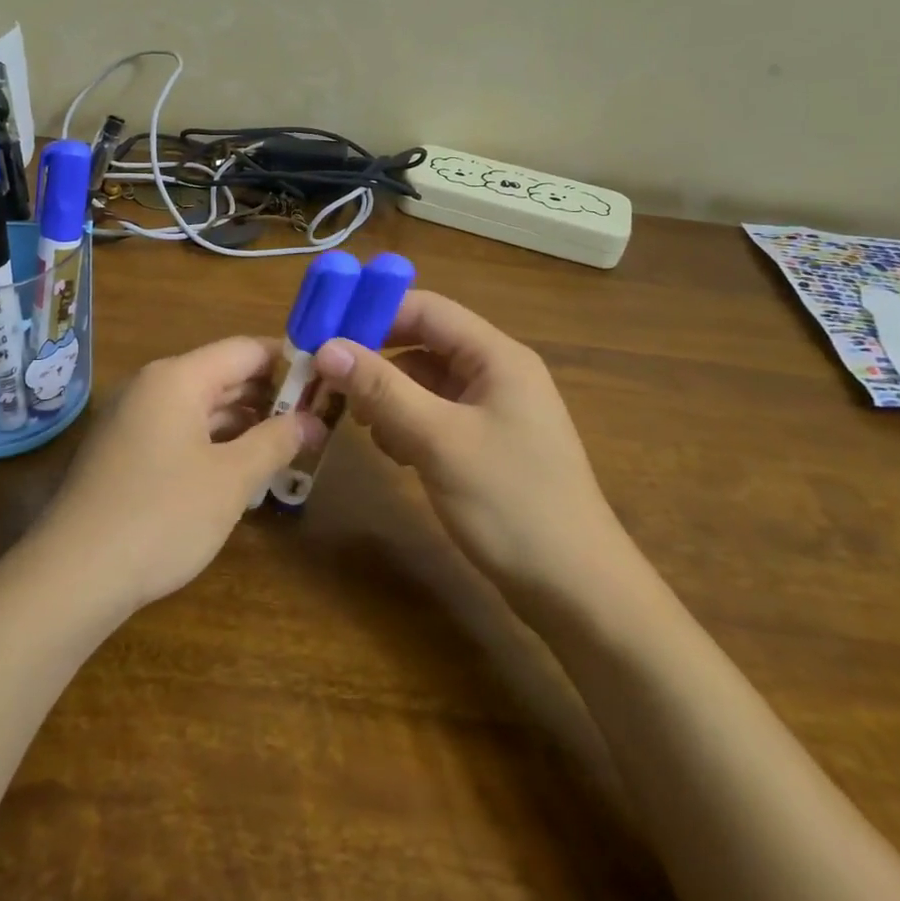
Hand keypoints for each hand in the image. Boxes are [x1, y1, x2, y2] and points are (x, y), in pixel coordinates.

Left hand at [34, 337, 324, 613]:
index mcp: (177, 377)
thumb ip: (275, 441)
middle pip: (223, 376)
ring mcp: (133, 419)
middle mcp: (152, 387)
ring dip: (245, 424)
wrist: (73, 575)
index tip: (327, 383)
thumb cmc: (162, 516)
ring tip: (289, 447)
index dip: (290, 362)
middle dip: (270, 397)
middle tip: (317, 421)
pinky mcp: (124, 452)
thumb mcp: (231, 479)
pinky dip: (214, 443)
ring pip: (202, 407)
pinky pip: (180, 432)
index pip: (245, 350)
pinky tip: (241, 470)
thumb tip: (312, 420)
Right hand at [313, 291, 631, 596]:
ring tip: (362, 425)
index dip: (373, 313)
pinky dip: (406, 425)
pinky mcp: (485, 445)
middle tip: (330, 382)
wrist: (576, 591)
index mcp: (496, 357)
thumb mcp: (439, 440)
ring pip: (424, 383)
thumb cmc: (511, 503)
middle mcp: (496, 374)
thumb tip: (326, 348)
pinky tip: (394, 453)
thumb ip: (382, 389)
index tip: (323, 332)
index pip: (426, 309)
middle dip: (376, 360)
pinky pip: (434, 416)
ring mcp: (492, 411)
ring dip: (388, 396)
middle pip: (423, 344)